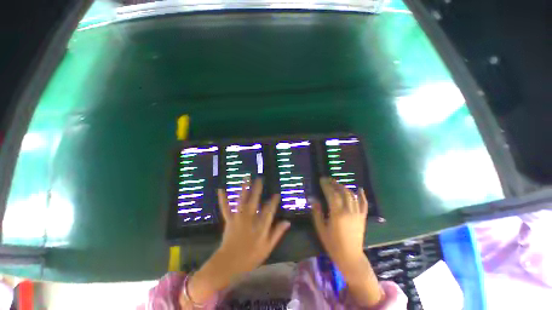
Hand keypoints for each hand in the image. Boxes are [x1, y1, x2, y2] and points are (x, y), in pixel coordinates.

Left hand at [215, 178, 290, 277]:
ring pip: (242, 200)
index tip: (276, 194)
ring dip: (244, 188)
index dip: (273, 201)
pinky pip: (226, 207)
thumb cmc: (250, 257)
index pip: (269, 210)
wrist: (228, 264)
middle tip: (260, 178)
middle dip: (258, 188)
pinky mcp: (229, 219)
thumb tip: (287, 222)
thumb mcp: (267, 248)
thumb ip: (277, 233)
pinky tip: (221, 189)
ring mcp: (238, 217)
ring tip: (246, 177)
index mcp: (260, 225)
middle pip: (255, 200)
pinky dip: (223, 198)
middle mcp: (250, 218)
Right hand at [312, 178, 382, 306]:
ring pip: (352, 196)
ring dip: (344, 188)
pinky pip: (364, 204)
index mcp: (337, 214)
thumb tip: (313, 199)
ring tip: (338, 184)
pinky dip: (362, 195)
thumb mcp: (321, 229)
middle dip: (335, 184)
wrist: (350, 257)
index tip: (322, 179)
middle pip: (342, 192)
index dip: (326, 185)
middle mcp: (348, 211)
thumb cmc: (333, 244)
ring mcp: (357, 214)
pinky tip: (359, 189)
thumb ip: (317, 213)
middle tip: (328, 180)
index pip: (331, 194)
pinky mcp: (363, 218)